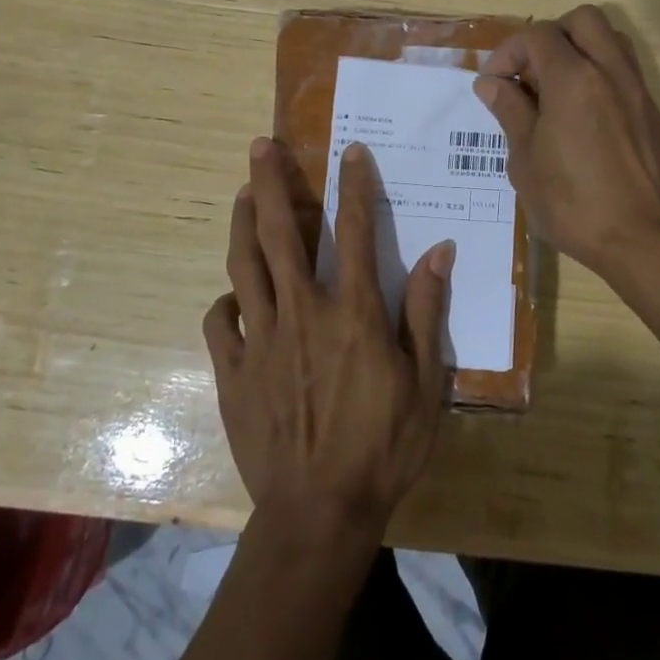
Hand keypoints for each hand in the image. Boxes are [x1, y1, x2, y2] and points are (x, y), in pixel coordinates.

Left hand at [203, 137, 451, 536]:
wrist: (320, 514)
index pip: (354, 231)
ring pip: (244, 266)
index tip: (350, 150)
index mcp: (353, 314)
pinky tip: (232, 295)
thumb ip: (425, 311)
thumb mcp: (424, 382)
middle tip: (260, 146)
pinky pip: (220, 323)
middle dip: (271, 183)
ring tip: (243, 193)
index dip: (355, 185)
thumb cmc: (383, 447)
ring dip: (242, 223)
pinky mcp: (234, 372)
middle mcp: (303, 313)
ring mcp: (262, 341)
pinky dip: (225, 301)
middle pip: (282, 234)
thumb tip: (439, 250)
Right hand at [472, 5, 659, 281]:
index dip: (509, 51)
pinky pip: (627, 78)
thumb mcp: (525, 161)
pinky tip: (588, 123)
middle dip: (552, 35)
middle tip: (532, 72)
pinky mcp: (656, 117)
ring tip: (559, 90)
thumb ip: (510, 111)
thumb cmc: (574, 203)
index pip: (538, 35)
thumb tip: (492, 83)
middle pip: (584, 20)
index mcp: (573, 79)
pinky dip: (602, 81)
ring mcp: (640, 93)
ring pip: (613, 42)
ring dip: (582, 51)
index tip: (495, 81)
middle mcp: (611, 73)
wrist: (645, 240)